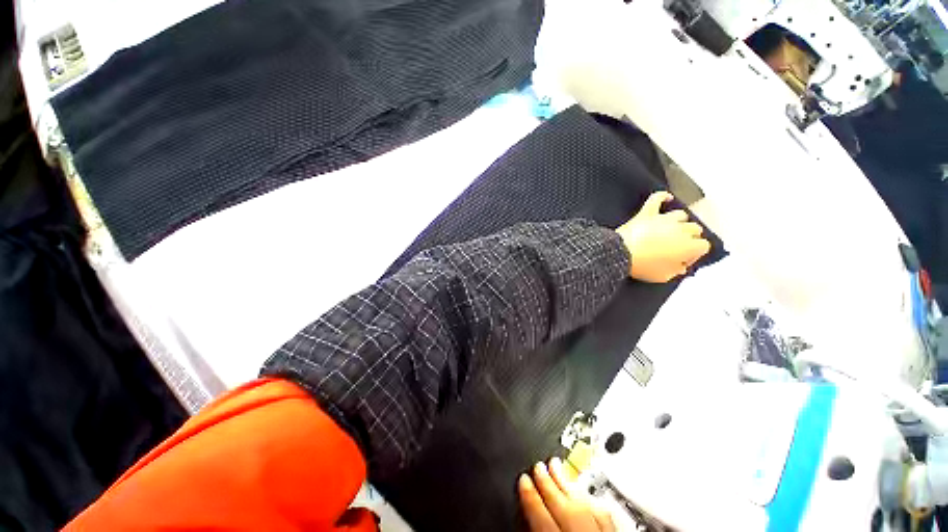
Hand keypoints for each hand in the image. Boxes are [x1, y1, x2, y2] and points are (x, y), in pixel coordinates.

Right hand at [518, 458, 615, 531]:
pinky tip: (582, 489)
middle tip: (538, 465)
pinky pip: (604, 514)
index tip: (523, 479)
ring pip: (583, 503)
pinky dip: (590, 498)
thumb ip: (537, 529)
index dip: (530, 496)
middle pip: (563, 505)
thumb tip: (525, 513)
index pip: (541, 517)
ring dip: (567, 482)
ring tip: (556, 464)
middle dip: (547, 482)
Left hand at [616, 191, 710, 282]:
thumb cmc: (643, 266)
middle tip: (677, 247)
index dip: (694, 254)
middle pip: (695, 229)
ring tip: (671, 230)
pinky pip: (657, 199)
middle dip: (689, 238)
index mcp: (688, 246)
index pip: (703, 246)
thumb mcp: (663, 276)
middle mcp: (680, 229)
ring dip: (678, 222)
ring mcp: (663, 219)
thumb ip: (676, 271)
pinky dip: (662, 197)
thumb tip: (680, 267)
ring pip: (681, 215)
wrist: (621, 253)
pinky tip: (667, 198)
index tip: (683, 260)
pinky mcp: (646, 213)